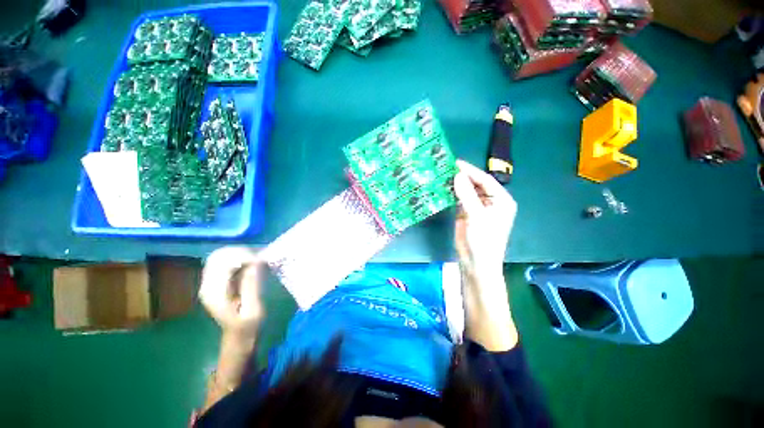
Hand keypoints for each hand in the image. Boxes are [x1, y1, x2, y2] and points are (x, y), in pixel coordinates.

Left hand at [200, 247, 266, 339]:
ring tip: (256, 262)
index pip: (223, 262)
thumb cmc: (248, 325)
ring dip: (240, 254)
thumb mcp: (254, 309)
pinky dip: (239, 258)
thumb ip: (252, 286)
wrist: (239, 336)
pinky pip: (225, 261)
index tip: (260, 262)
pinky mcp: (216, 281)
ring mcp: (210, 282)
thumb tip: (255, 263)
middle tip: (259, 260)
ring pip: (221, 256)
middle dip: (241, 253)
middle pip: (219, 255)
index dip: (243, 257)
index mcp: (214, 292)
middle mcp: (207, 285)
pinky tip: (250, 265)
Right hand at [453, 159, 516, 273]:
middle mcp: (490, 201)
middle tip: (446, 168)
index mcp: (501, 200)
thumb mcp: (477, 216)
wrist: (476, 263)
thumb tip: (457, 175)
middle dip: (462, 177)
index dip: (471, 171)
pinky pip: (459, 200)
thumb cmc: (483, 240)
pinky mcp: (466, 214)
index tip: (455, 163)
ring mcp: (477, 208)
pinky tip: (443, 188)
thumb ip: (467, 195)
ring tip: (442, 176)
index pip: (485, 180)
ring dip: (456, 185)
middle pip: (475, 184)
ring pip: (466, 192)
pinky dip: (452, 195)